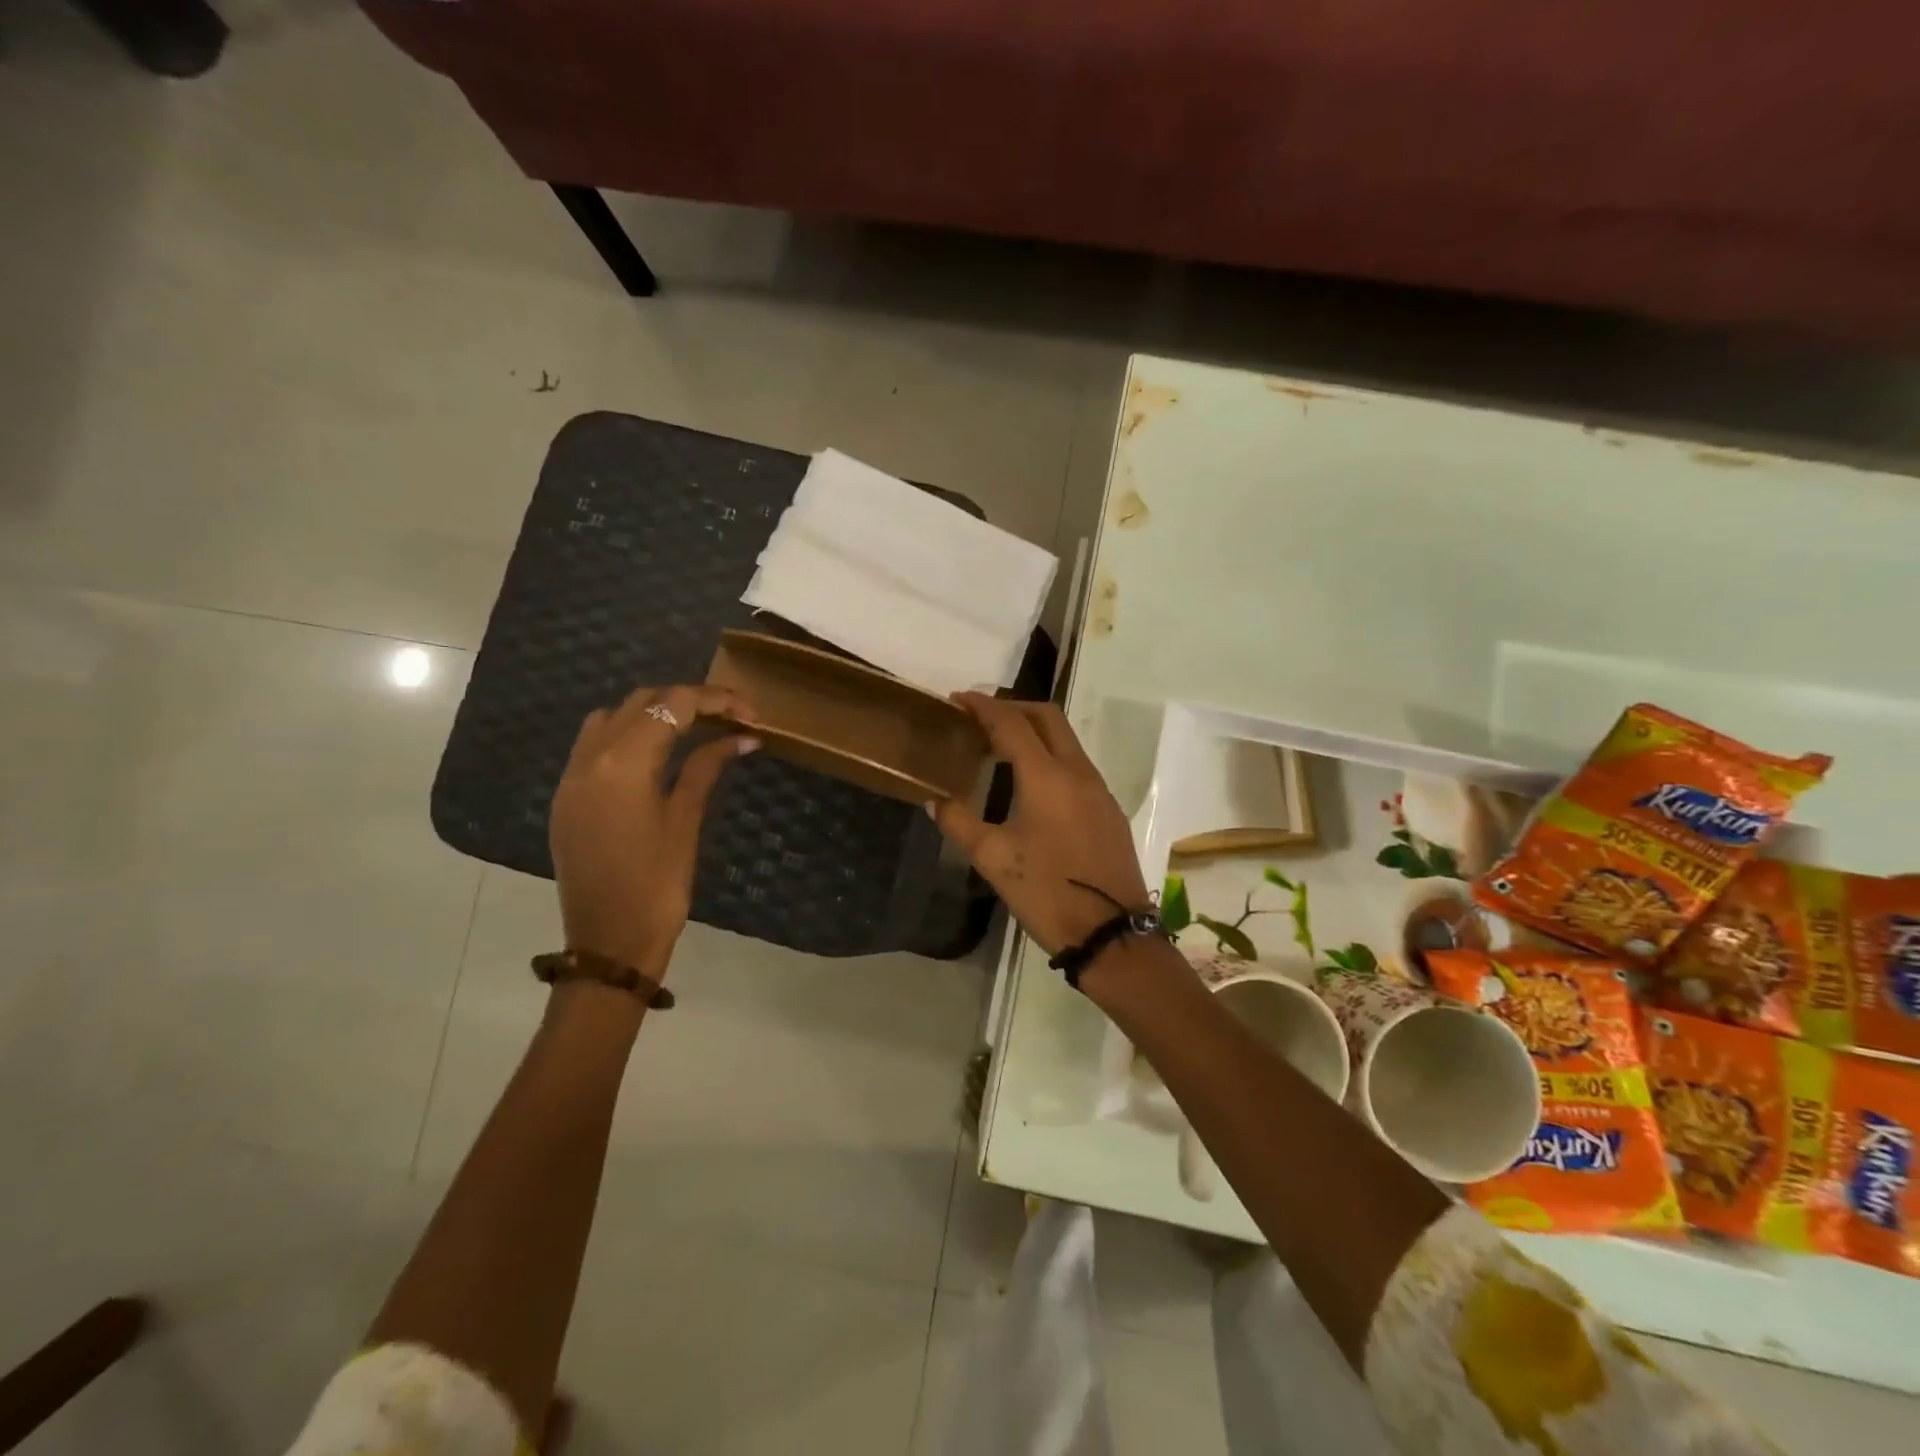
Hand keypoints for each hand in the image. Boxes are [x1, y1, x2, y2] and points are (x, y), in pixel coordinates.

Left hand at [549, 684, 757, 978]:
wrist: (609, 942)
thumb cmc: (658, 884)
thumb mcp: (685, 820)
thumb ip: (707, 768)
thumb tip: (742, 737)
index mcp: (623, 763)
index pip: (674, 705)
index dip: (717, 700)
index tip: (752, 713)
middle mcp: (590, 758)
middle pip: (643, 702)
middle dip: (688, 701)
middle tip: (730, 719)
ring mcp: (572, 776)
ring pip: (613, 716)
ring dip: (654, 713)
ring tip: (695, 730)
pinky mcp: (567, 796)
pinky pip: (594, 743)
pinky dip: (628, 734)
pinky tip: (657, 755)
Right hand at [929, 694, 1147, 953]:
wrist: (1111, 933)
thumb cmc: (1047, 893)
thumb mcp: (993, 860)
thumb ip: (960, 823)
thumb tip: (934, 800)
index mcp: (1047, 777)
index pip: (1012, 723)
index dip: (983, 706)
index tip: (958, 700)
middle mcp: (1078, 772)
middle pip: (1047, 717)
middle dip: (1013, 707)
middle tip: (980, 718)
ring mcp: (1099, 789)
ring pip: (1066, 739)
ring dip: (1034, 732)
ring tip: (999, 748)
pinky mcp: (1108, 809)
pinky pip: (1077, 764)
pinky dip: (1050, 756)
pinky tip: (1030, 782)